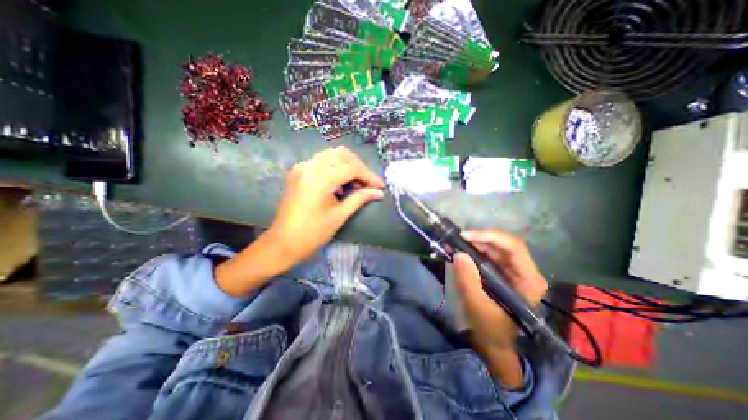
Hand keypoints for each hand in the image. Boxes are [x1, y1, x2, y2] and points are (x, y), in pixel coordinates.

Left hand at [269, 146, 385, 266]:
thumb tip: (378, 192)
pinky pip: (323, 161)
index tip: (381, 186)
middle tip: (369, 184)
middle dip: (360, 167)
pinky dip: (336, 167)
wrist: (284, 242)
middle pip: (343, 155)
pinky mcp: (299, 171)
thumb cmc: (313, 233)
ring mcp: (302, 167)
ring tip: (357, 184)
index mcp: (319, 179)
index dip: (369, 176)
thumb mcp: (339, 216)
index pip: (351, 168)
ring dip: (349, 165)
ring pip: (332, 155)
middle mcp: (309, 166)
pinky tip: (342, 182)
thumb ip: (359, 199)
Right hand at [449, 229, 547, 350]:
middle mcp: (525, 271)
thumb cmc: (489, 327)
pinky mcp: (503, 272)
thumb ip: (468, 280)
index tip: (465, 236)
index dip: (490, 236)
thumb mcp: (476, 306)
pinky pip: (489, 254)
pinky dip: (474, 250)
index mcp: (528, 280)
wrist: (494, 342)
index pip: (514, 247)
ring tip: (456, 243)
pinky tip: (461, 250)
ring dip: (475, 243)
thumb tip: (458, 254)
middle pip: (504, 244)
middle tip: (457, 238)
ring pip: (496, 247)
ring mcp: (514, 271)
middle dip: (479, 238)